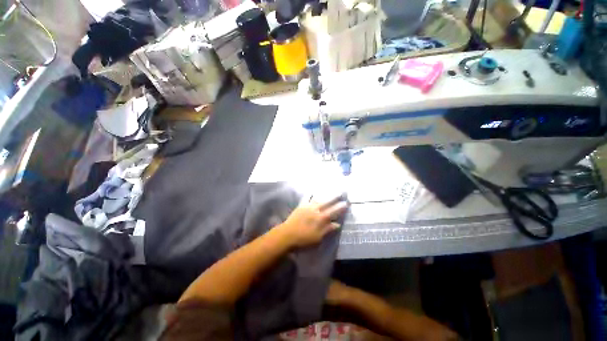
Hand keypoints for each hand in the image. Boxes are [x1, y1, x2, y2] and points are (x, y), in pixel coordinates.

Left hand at [278, 197, 348, 248]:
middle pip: (327, 202)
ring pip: (318, 199)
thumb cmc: (303, 239)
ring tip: (330, 191)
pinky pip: (306, 198)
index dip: (340, 207)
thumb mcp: (318, 238)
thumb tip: (337, 224)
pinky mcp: (301, 206)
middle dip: (334, 197)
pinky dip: (310, 194)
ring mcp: (307, 207)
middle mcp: (315, 210)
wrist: (287, 235)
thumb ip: (327, 229)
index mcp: (320, 218)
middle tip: (341, 192)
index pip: (333, 211)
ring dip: (325, 195)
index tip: (346, 203)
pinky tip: (312, 191)